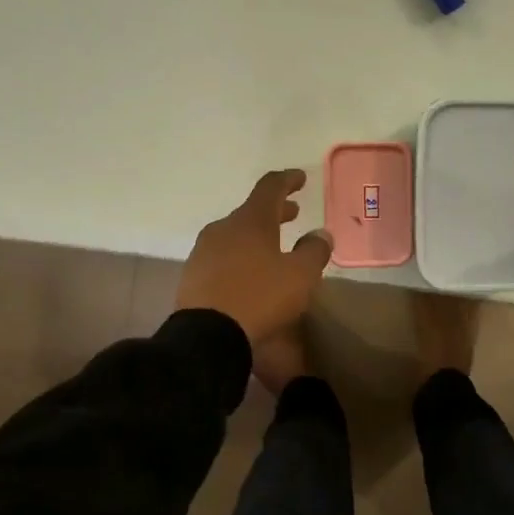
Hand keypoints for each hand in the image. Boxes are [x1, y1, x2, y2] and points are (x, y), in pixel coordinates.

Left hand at [176, 170, 332, 344]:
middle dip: (275, 211)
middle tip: (293, 214)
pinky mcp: (193, 275)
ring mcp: (204, 251)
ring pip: (235, 234)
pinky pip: (223, 256)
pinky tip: (250, 273)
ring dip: (257, 235)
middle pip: (252, 211)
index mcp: (251, 221)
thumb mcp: (300, 276)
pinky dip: (241, 255)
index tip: (301, 178)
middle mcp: (223, 228)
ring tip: (274, 247)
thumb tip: (320, 235)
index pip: (270, 187)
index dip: (288, 180)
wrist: (207, 335)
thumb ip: (314, 251)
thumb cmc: (260, 298)